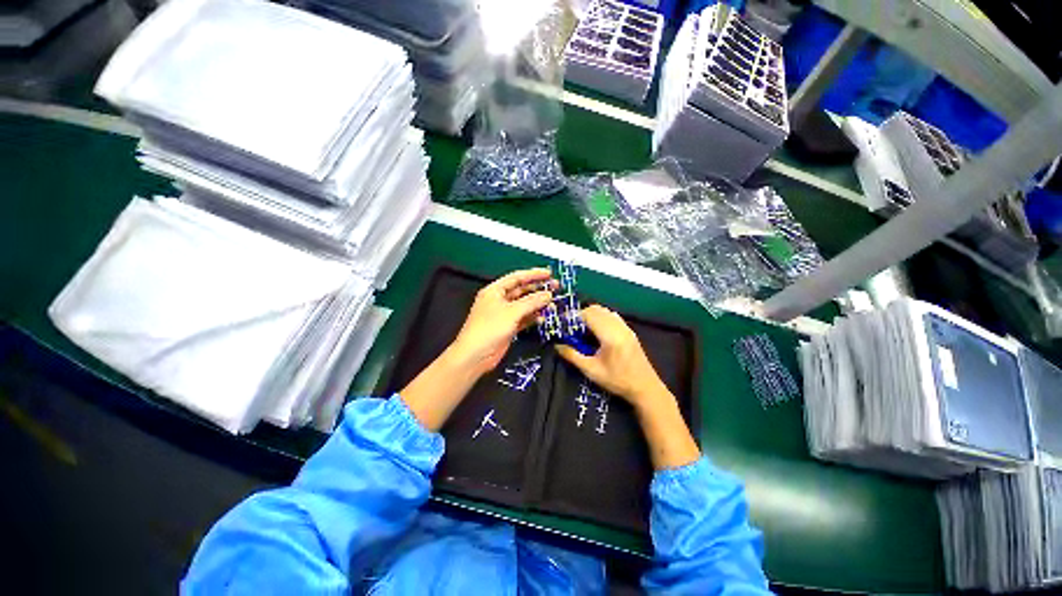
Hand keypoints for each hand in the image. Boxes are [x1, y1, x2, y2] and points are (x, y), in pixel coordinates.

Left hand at [448, 268, 555, 376]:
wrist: (476, 355)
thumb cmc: (489, 328)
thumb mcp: (512, 312)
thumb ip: (532, 302)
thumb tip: (548, 294)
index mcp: (495, 290)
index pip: (517, 277)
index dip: (534, 274)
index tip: (549, 273)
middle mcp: (499, 300)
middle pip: (522, 290)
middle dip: (538, 289)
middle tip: (555, 287)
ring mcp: (504, 314)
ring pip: (524, 305)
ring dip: (538, 304)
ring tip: (553, 303)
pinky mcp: (508, 327)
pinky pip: (524, 318)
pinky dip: (533, 317)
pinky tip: (543, 317)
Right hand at [556, 305, 699, 469]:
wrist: (645, 388)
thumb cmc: (617, 380)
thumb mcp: (591, 370)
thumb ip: (573, 356)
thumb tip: (557, 345)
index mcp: (609, 335)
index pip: (589, 314)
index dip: (574, 316)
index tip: (565, 325)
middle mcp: (619, 326)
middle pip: (596, 309)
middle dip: (582, 315)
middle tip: (573, 328)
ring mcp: (626, 327)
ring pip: (605, 311)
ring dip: (592, 315)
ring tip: (584, 330)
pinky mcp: (629, 330)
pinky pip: (613, 316)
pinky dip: (602, 318)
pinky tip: (598, 332)